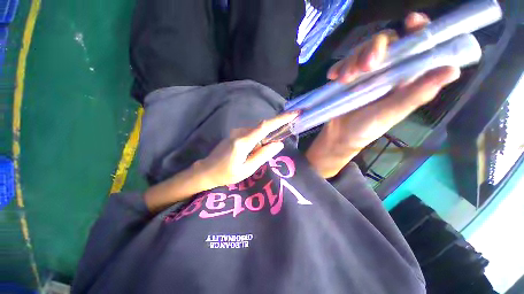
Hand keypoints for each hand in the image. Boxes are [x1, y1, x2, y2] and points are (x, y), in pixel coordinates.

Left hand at [195, 112, 298, 188]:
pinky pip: (251, 134)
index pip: (265, 126)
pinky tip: (251, 154)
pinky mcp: (235, 134)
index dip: (281, 119)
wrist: (206, 170)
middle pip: (262, 128)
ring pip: (257, 132)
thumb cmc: (226, 174)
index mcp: (243, 141)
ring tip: (255, 156)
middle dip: (274, 130)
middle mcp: (240, 132)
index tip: (294, 113)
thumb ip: (263, 155)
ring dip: (263, 140)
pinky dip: (257, 141)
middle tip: (279, 142)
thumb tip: (278, 144)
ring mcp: (236, 132)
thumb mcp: (247, 169)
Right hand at [306, 12, 460, 177]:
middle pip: (384, 42)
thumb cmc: (367, 128)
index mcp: (404, 76)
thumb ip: (417, 93)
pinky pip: (343, 63)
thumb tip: (453, 70)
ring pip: (361, 51)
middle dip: (373, 49)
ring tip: (343, 80)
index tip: (411, 21)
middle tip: (364, 68)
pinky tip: (332, 76)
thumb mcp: (392, 113)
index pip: (416, 44)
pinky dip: (338, 66)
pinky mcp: (347, 78)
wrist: (340, 136)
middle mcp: (386, 70)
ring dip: (351, 61)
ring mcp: (364, 73)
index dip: (418, 29)